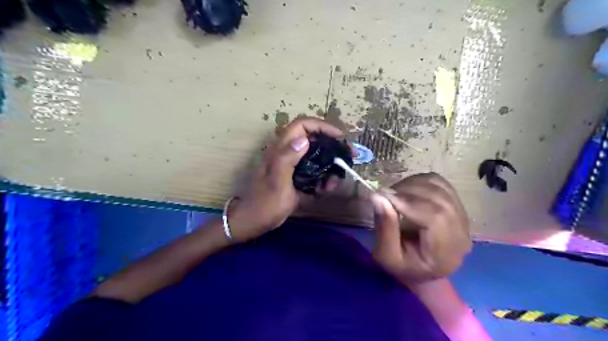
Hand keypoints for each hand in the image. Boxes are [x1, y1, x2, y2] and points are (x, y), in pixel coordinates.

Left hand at [226, 117, 341, 242]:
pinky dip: (323, 177)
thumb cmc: (265, 203)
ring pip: (315, 156)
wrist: (254, 221)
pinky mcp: (294, 176)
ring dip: (329, 164)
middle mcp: (287, 153)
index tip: (339, 137)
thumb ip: (287, 160)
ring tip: (336, 179)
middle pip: (312, 139)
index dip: (322, 126)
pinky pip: (313, 171)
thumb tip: (304, 139)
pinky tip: (327, 188)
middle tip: (348, 155)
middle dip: (332, 145)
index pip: (302, 125)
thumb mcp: (277, 182)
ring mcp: (291, 165)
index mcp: (281, 150)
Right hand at [368, 173, 471, 282]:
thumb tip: (378, 196)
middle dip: (408, 191)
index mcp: (446, 253)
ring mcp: (462, 217)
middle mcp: (461, 233)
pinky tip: (407, 190)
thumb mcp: (386, 256)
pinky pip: (440, 183)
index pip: (435, 217)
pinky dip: (420, 181)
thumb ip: (384, 228)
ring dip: (413, 185)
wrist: (420, 270)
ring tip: (394, 194)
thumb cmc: (402, 267)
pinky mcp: (457, 205)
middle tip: (385, 194)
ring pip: (439, 187)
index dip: (408, 202)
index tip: (383, 195)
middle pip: (439, 199)